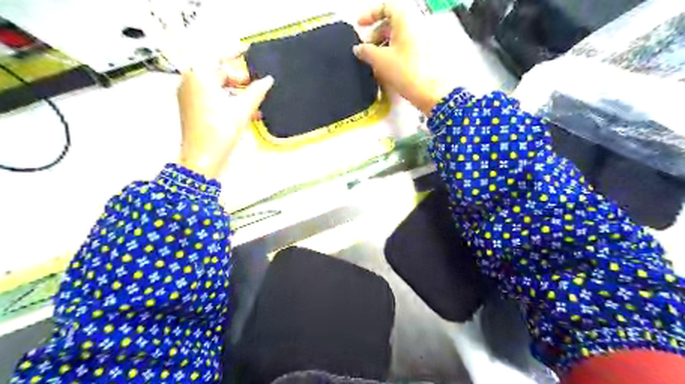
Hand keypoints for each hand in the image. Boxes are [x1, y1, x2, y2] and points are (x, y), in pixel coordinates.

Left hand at [176, 46, 272, 179]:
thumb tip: (268, 80)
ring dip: (237, 92)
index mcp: (199, 77)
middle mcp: (190, 82)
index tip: (249, 50)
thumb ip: (256, 91)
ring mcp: (190, 96)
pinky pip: (213, 97)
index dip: (235, 52)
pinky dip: (229, 100)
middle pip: (218, 72)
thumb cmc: (220, 132)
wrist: (202, 159)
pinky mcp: (193, 108)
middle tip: (258, 85)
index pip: (217, 56)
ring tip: (257, 102)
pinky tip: (247, 111)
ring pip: (218, 86)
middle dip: (240, 79)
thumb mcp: (242, 110)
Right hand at [352, 3, 459, 114]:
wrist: (433, 92)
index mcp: (405, 20)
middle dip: (376, 34)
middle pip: (392, 23)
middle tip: (366, 50)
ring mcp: (423, 40)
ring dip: (384, 46)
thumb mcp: (380, 60)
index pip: (386, 7)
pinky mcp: (426, 55)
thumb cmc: (406, 72)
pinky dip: (394, 54)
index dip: (370, 15)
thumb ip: (366, 51)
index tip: (360, 26)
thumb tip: (358, 48)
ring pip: (399, 37)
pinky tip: (387, 70)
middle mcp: (417, 25)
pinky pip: (407, 48)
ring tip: (374, 63)